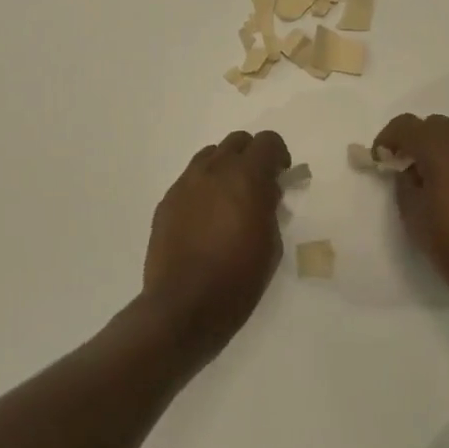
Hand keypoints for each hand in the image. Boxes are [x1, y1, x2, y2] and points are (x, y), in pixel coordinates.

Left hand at [143, 130, 289, 360]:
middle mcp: (214, 170)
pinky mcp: (167, 200)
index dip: (279, 154)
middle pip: (237, 141)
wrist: (183, 306)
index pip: (267, 141)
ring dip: (225, 167)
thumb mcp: (271, 244)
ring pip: (210, 155)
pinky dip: (204, 186)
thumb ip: (269, 208)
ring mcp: (186, 183)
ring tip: (229, 199)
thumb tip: (265, 192)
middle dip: (252, 156)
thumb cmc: (237, 279)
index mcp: (246, 177)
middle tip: (257, 185)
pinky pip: (190, 178)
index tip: (281, 176)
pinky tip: (205, 217)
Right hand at [374, 114, 448, 332]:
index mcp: (444, 152)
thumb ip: (405, 185)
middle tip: (404, 168)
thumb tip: (408, 171)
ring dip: (440, 150)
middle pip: (436, 125)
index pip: (407, 125)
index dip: (387, 138)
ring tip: (432, 183)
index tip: (380, 160)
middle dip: (416, 140)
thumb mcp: (416, 220)